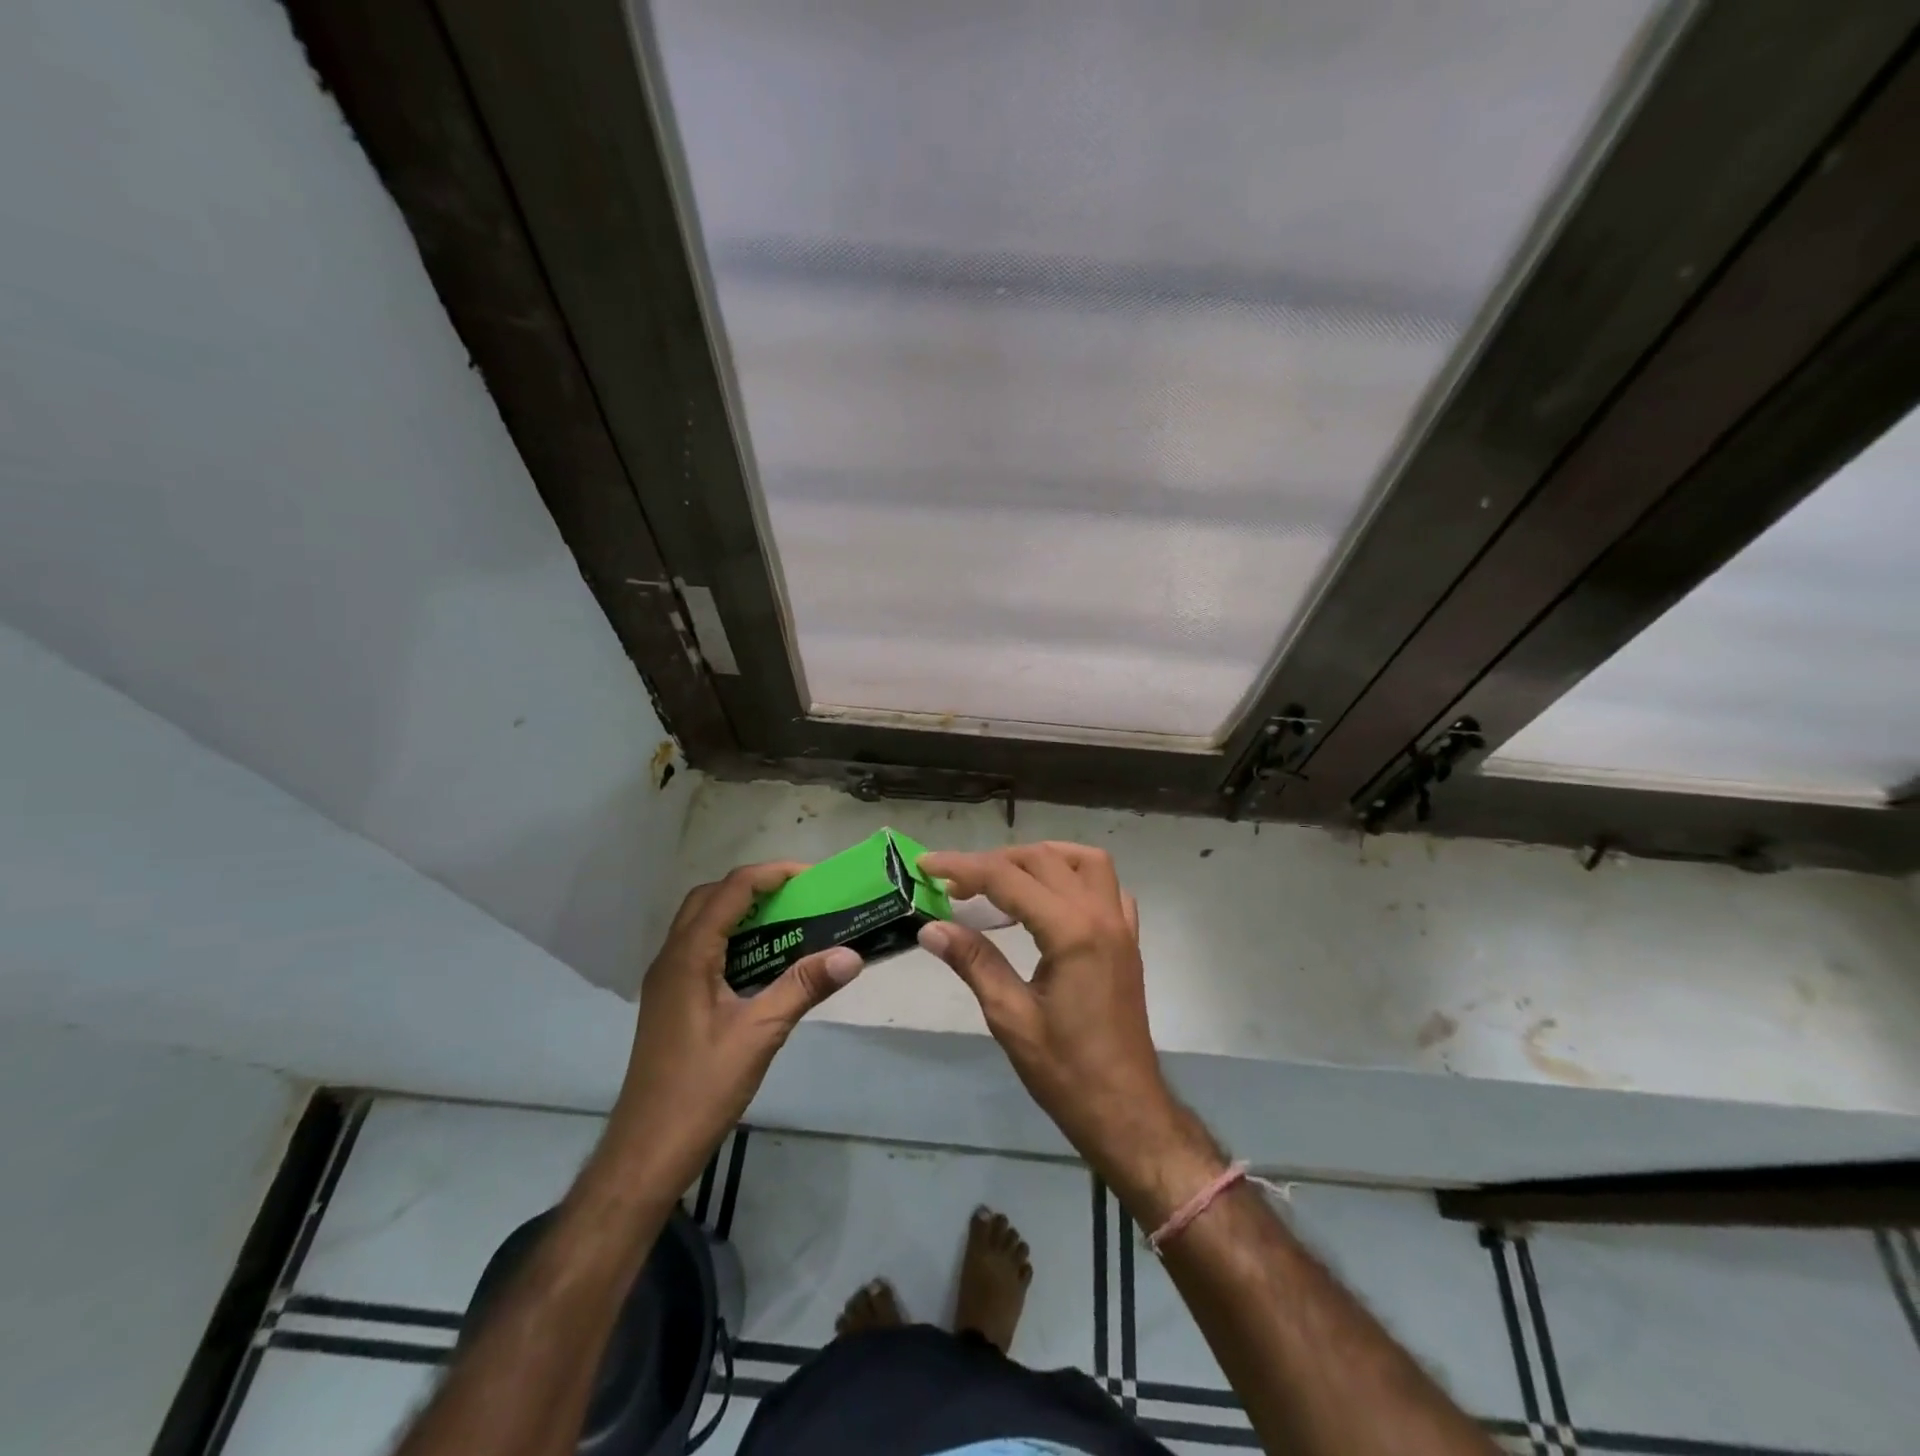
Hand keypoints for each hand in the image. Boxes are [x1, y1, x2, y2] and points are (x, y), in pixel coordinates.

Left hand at [607, 861, 862, 1189]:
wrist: (647, 1150)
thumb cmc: (701, 1088)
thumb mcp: (760, 1034)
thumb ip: (804, 987)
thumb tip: (852, 955)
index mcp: (688, 956)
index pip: (731, 890)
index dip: (772, 874)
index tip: (813, 878)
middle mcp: (671, 957)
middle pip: (711, 897)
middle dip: (755, 886)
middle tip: (798, 896)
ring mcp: (666, 979)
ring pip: (702, 922)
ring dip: (741, 911)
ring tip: (786, 920)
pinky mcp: (671, 1000)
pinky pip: (701, 948)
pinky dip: (732, 938)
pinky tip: (761, 962)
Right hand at [916, 843, 1191, 1181]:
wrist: (1125, 1110)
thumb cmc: (1065, 1071)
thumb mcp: (1010, 1017)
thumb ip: (973, 962)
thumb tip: (930, 927)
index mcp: (1071, 931)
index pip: (1008, 878)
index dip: (963, 866)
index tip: (927, 864)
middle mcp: (1101, 915)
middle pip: (1044, 860)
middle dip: (995, 862)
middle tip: (955, 883)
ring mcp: (1121, 926)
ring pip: (1085, 862)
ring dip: (1041, 859)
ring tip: (1003, 877)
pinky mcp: (1128, 941)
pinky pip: (1109, 888)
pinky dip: (1076, 878)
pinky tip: (1052, 900)